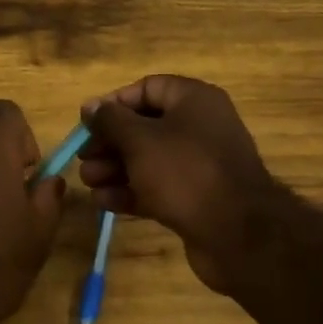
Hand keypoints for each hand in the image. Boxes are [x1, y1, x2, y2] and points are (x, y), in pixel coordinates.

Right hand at [79, 75, 284, 295]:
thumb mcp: (139, 140)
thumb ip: (110, 120)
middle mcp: (199, 126)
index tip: (88, 123)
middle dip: (110, 143)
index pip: (147, 88)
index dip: (114, 104)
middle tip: (83, 158)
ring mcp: (200, 164)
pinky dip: (132, 191)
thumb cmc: (185, 172)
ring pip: (148, 159)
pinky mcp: (197, 197)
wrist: (238, 235)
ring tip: (88, 182)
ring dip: (115, 169)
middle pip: (144, 126)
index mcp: (193, 100)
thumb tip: (90, 105)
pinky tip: (104, 202)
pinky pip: (158, 186)